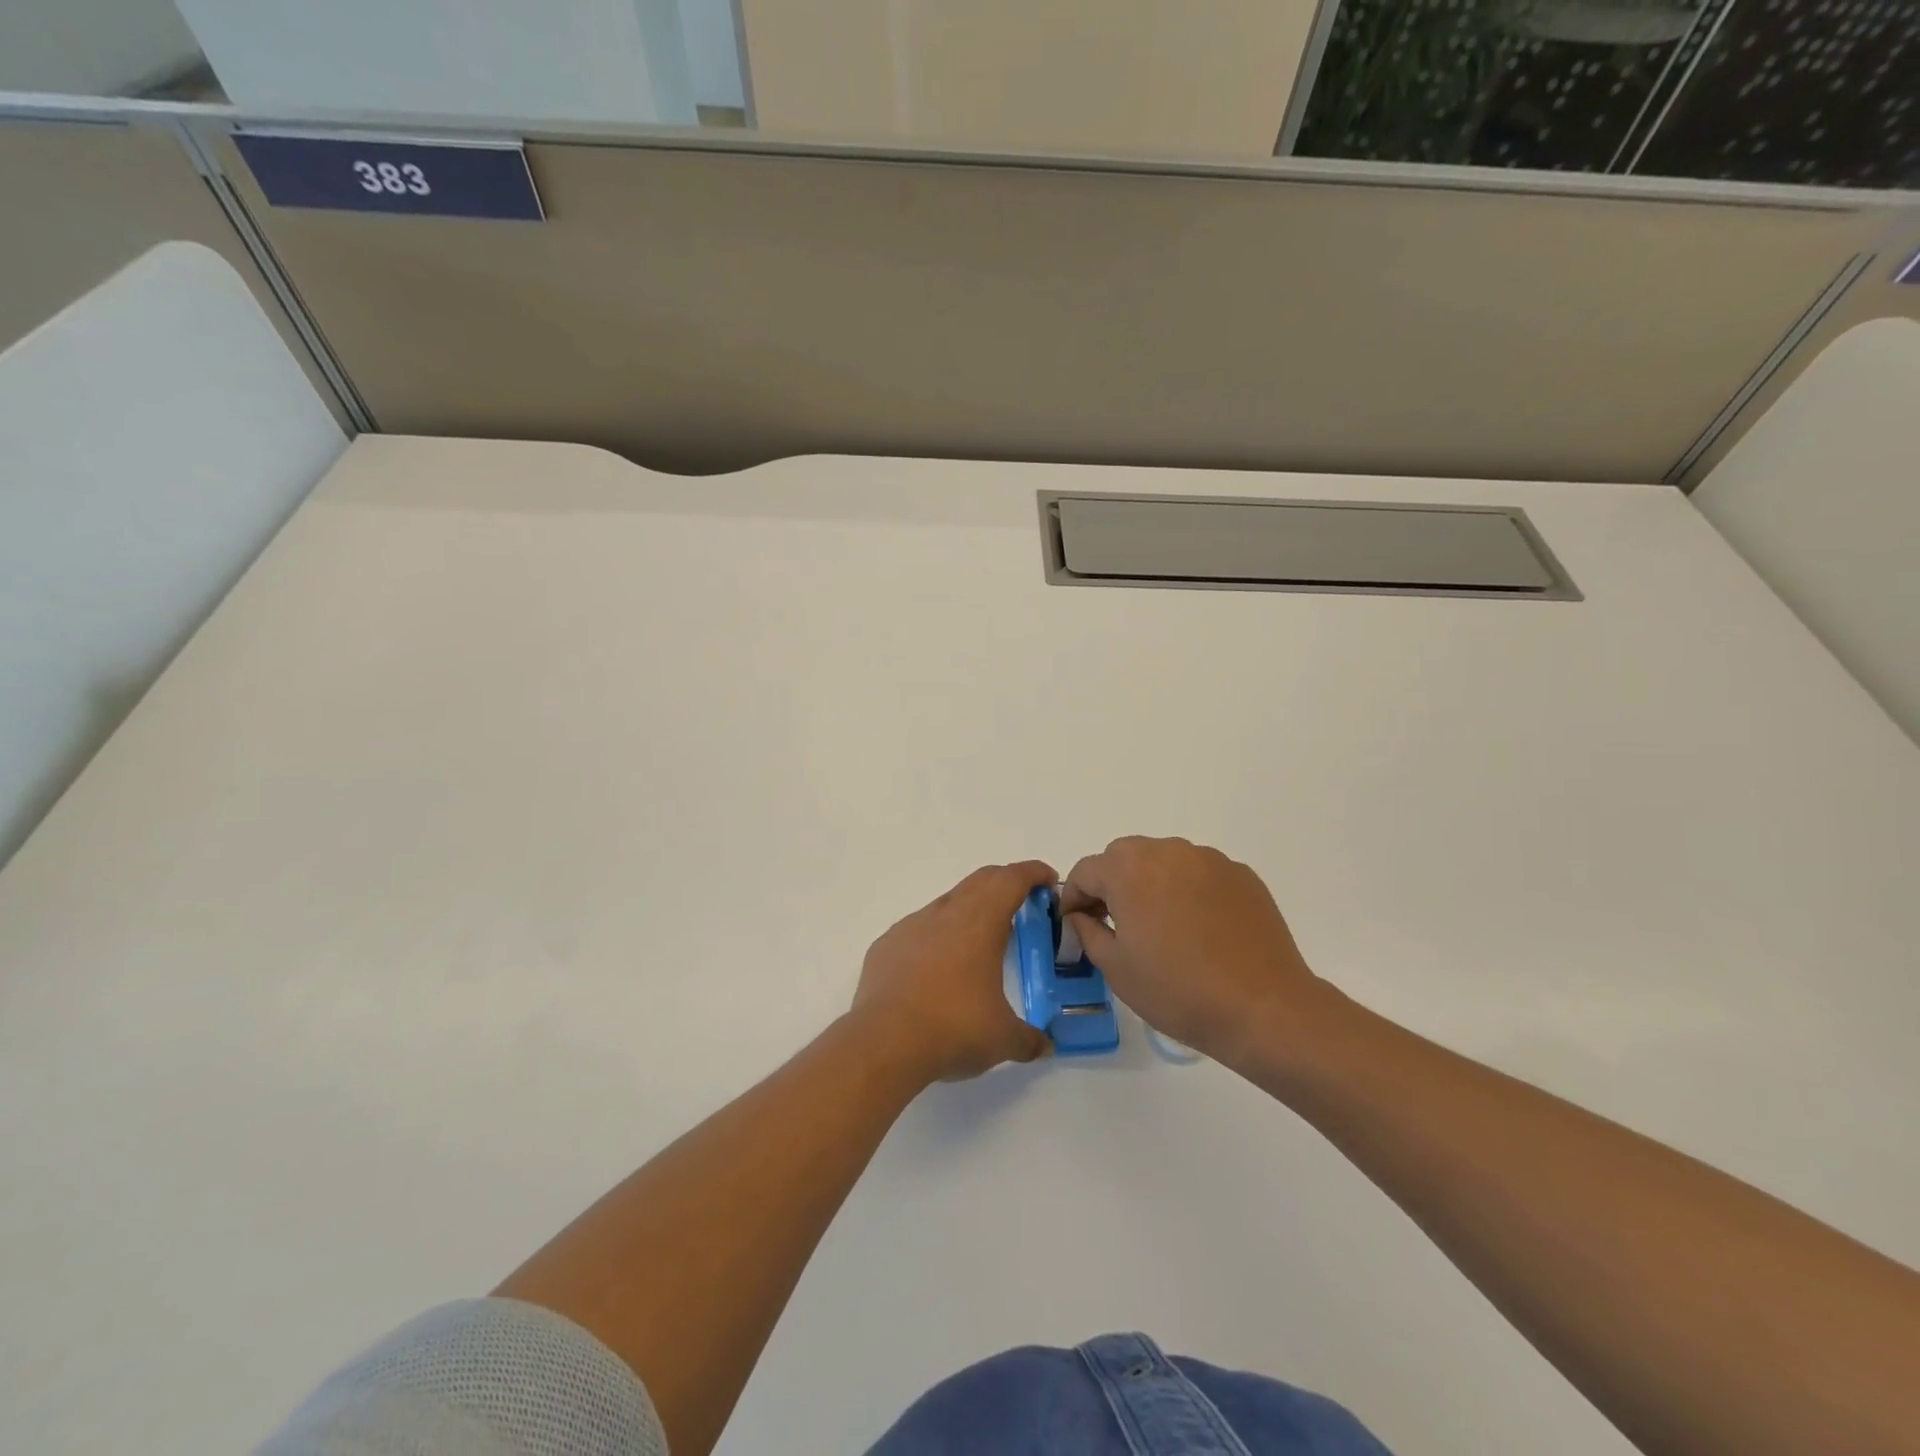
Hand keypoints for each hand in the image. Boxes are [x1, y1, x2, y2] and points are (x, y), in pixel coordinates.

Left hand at [852, 862, 1054, 1082]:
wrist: (883, 1042)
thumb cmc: (953, 1028)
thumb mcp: (1003, 1039)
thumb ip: (1029, 1039)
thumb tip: (1045, 1047)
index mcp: (980, 922)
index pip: (1012, 879)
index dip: (1033, 873)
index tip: (1048, 879)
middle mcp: (946, 913)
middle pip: (981, 881)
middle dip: (1005, 883)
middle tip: (1022, 903)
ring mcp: (912, 926)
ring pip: (947, 903)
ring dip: (969, 910)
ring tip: (980, 941)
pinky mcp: (887, 945)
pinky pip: (918, 929)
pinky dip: (936, 937)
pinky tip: (937, 968)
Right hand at [1062, 837, 1326, 1070]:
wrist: (1262, 1007)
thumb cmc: (1177, 990)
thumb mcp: (1115, 967)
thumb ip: (1087, 931)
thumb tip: (1082, 917)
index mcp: (1128, 869)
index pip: (1085, 871)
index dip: (1073, 898)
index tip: (1075, 924)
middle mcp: (1167, 852)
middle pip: (1124, 858)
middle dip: (1112, 885)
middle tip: (1116, 925)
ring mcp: (1209, 860)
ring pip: (1164, 862)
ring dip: (1151, 884)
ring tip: (1161, 928)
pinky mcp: (1241, 875)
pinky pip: (1199, 875)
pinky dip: (1188, 892)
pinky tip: (1199, 930)